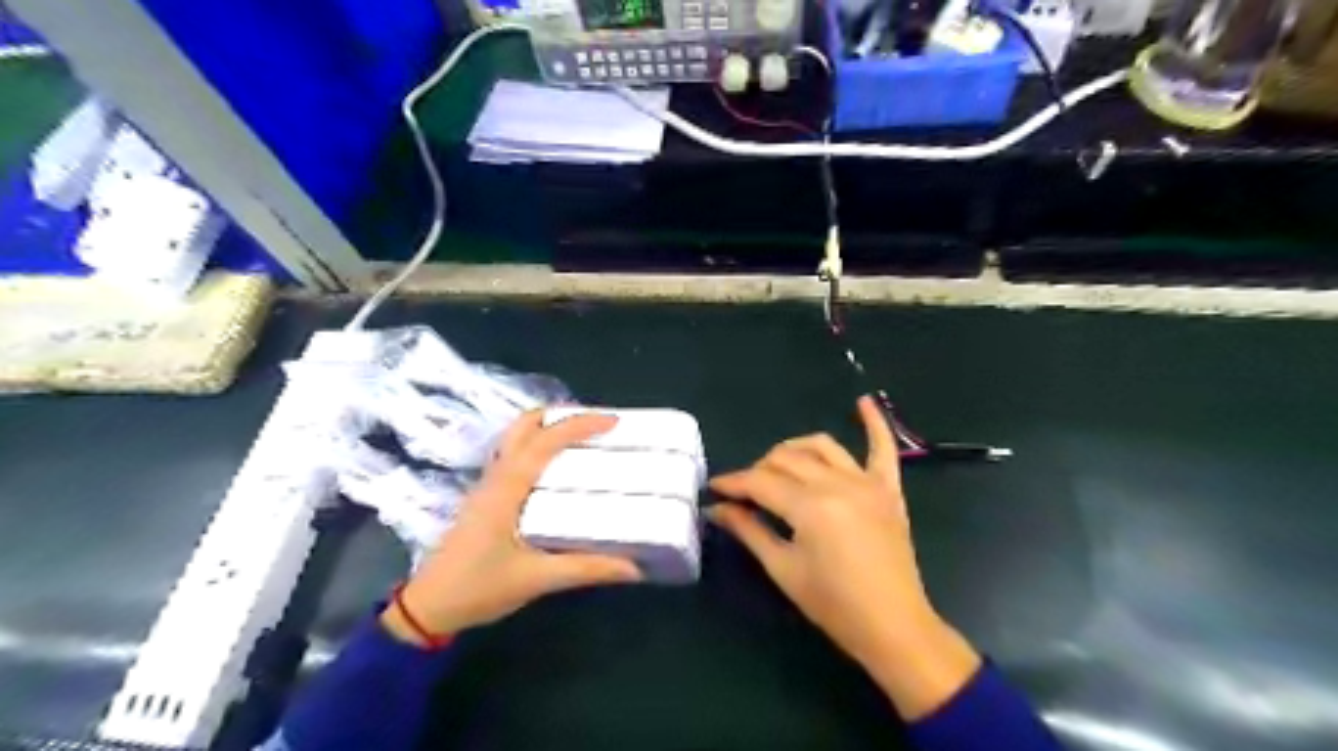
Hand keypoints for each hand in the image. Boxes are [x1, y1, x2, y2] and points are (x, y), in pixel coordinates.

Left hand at [382, 410, 641, 645]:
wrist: (427, 608)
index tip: (613, 421)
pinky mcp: (486, 497)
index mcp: (507, 488)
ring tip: (583, 439)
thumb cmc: (478, 588)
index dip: (579, 425)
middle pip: (525, 426)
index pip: (545, 442)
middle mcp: (496, 477)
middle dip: (561, 416)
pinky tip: (557, 467)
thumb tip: (633, 567)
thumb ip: (585, 569)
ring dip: (548, 428)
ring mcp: (488, 485)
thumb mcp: (536, 580)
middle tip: (597, 425)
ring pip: (517, 438)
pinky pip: (514, 455)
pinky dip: (539, 446)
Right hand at [711, 397, 979, 718]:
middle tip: (745, 492)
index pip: (760, 482)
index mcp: (810, 506)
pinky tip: (863, 402)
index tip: (714, 488)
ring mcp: (866, 482)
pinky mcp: (888, 488)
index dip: (733, 483)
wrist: (894, 626)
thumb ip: (749, 531)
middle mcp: (838, 483)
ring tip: (779, 466)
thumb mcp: (783, 569)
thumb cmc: (833, 605)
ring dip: (794, 450)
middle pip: (786, 459)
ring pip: (821, 446)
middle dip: (758, 470)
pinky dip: (875, 423)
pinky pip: (883, 447)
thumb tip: (717, 509)